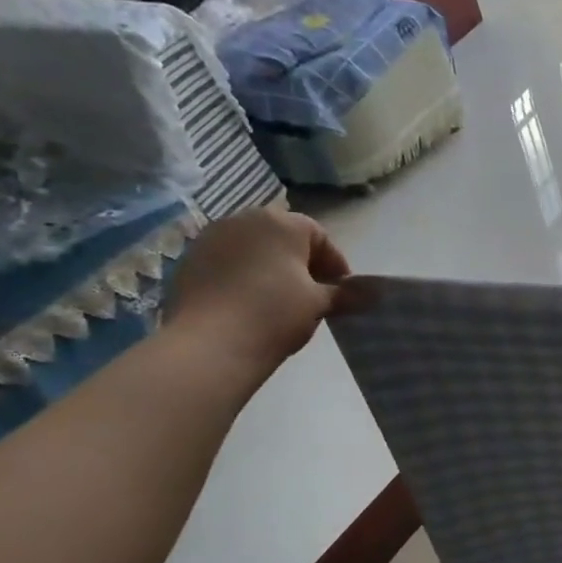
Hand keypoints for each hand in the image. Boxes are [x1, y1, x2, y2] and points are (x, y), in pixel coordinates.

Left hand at [163, 208, 350, 373]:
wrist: (210, 343)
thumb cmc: (275, 313)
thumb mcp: (319, 303)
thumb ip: (346, 293)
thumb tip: (373, 293)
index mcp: (281, 222)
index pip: (319, 236)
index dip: (334, 264)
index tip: (341, 290)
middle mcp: (243, 219)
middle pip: (283, 237)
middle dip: (301, 262)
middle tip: (313, 293)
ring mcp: (210, 238)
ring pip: (252, 248)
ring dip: (270, 268)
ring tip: (280, 299)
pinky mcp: (188, 260)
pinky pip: (226, 262)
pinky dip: (242, 276)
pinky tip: (248, 304)